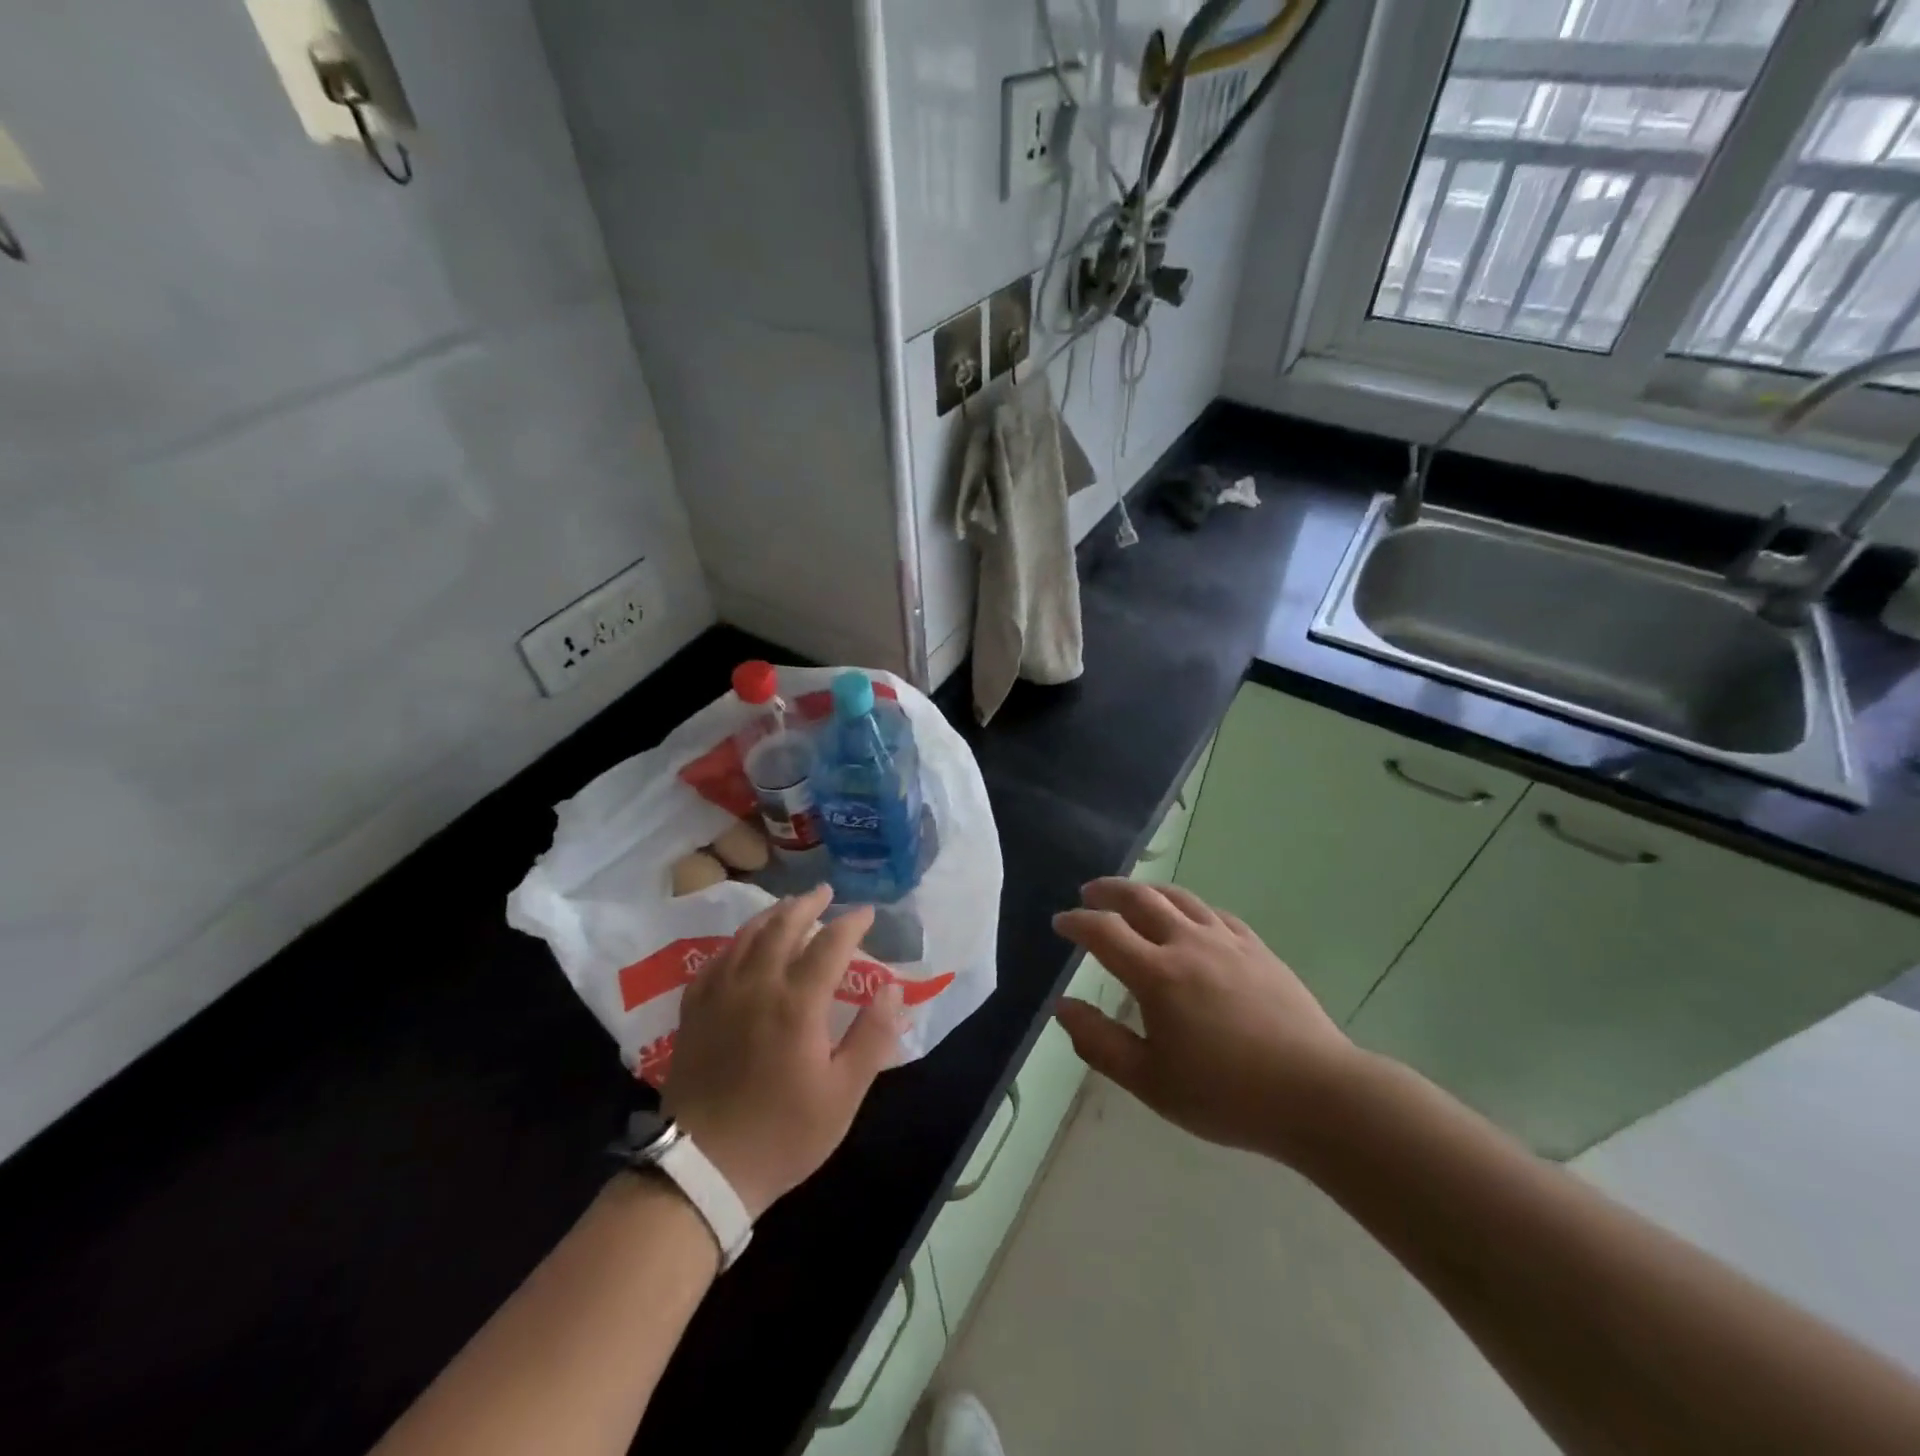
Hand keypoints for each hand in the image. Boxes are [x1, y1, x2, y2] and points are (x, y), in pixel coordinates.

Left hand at [663, 885, 905, 1218]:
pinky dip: (737, 941)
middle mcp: (756, 985)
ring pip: (747, 937)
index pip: (830, 944)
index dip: (851, 923)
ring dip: (773, 915)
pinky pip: (717, 959)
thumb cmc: (783, 1134)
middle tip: (825, 892)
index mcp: (797, 1002)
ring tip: (789, 905)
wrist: (702, 1169)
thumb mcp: (843, 1094)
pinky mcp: (694, 1011)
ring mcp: (720, 995)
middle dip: (808, 904)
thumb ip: (872, 1036)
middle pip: (783, 927)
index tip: (867, 912)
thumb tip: (892, 989)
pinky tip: (743, 943)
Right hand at [1052, 878, 1361, 1163]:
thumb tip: (1062, 1006)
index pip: (1104, 932)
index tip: (1060, 922)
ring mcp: (1227, 942)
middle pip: (1141, 899)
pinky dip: (1190, 907)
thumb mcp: (1150, 1081)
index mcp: (1157, 974)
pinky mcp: (1258, 949)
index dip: (1077, 922)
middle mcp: (1188, 944)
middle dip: (1108, 891)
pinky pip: (1215, 913)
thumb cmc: (1226, 1095)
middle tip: (1089, 893)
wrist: (1317, 1093)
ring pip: (1180, 898)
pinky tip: (1190, 917)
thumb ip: (1099, 1042)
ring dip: (1148, 891)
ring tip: (1133, 895)